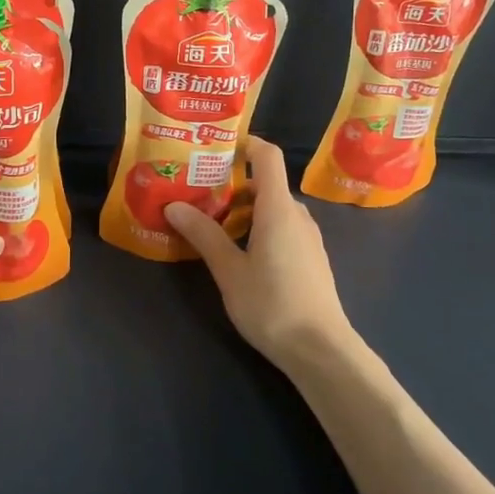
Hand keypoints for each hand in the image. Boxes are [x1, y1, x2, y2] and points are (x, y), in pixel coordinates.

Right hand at [166, 136, 357, 373]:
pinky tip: (238, 250)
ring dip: (244, 209)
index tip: (215, 146)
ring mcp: (308, 238)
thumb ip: (204, 235)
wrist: (320, 350)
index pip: (268, 156)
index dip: (246, 143)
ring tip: (210, 223)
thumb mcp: (229, 271)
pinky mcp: (310, 258)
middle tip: (197, 192)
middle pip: (266, 183)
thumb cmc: (271, 304)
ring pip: (274, 209)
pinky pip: (282, 228)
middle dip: (232, 184)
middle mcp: (297, 215)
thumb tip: (174, 206)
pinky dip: (259, 227)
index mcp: (278, 209)